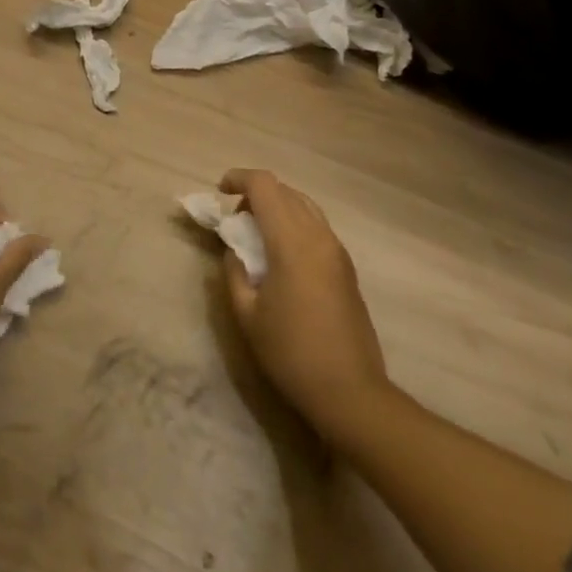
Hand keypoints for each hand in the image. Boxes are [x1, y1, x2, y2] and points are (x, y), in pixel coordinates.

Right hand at [219, 169, 396, 452]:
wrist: (351, 393)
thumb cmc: (291, 353)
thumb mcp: (247, 315)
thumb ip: (234, 272)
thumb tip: (233, 250)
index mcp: (292, 241)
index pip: (265, 186)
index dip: (239, 178)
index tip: (220, 191)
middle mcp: (318, 235)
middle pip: (285, 190)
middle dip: (256, 193)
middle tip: (236, 219)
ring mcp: (337, 250)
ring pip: (304, 205)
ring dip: (278, 206)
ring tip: (258, 234)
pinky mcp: (346, 267)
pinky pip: (317, 225)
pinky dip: (294, 223)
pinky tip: (282, 254)